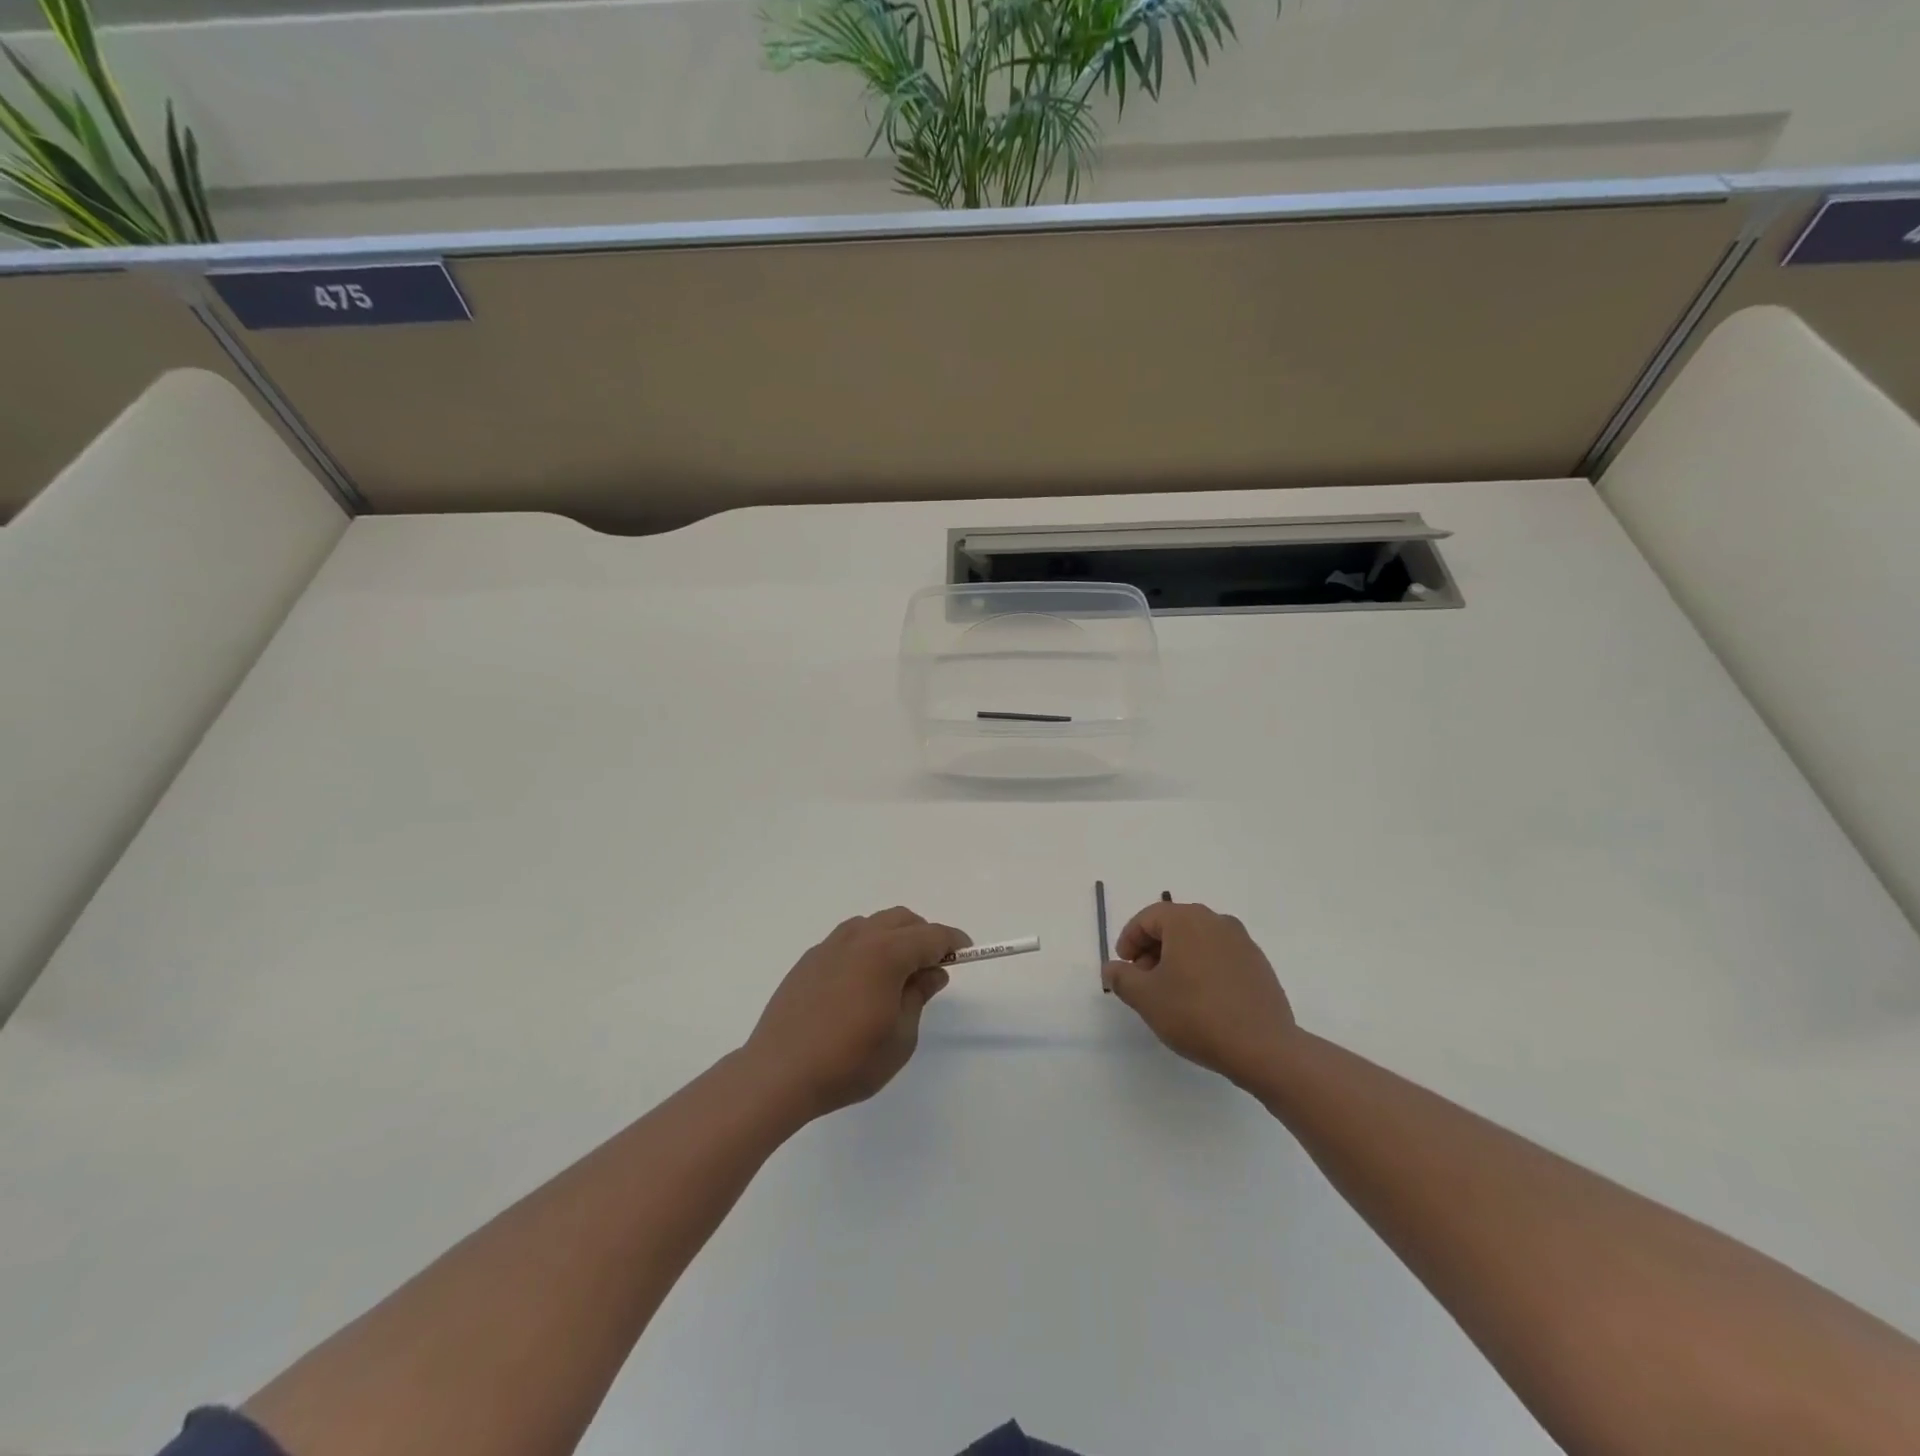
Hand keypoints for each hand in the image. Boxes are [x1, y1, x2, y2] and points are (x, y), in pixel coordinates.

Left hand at [745, 907, 967, 1118]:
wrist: (778, 1073)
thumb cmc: (848, 1061)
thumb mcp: (900, 1037)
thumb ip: (919, 996)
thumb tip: (932, 972)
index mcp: (886, 953)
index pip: (930, 936)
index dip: (952, 942)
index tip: (965, 952)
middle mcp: (858, 939)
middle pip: (901, 920)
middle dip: (923, 935)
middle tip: (932, 966)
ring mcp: (829, 946)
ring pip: (872, 924)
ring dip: (893, 937)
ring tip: (897, 972)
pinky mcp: (809, 960)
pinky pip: (848, 939)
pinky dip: (866, 947)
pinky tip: (862, 981)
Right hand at [1102, 901, 1296, 1087]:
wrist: (1263, 1047)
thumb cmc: (1195, 1014)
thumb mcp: (1145, 998)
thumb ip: (1121, 977)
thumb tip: (1112, 967)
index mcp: (1187, 920)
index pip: (1147, 918)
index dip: (1129, 940)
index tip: (1123, 966)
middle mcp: (1216, 921)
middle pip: (1174, 925)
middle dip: (1152, 949)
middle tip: (1143, 980)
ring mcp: (1242, 942)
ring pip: (1198, 941)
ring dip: (1178, 959)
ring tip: (1171, 993)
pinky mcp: (1259, 964)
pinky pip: (1220, 956)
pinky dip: (1203, 968)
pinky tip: (1201, 1000)